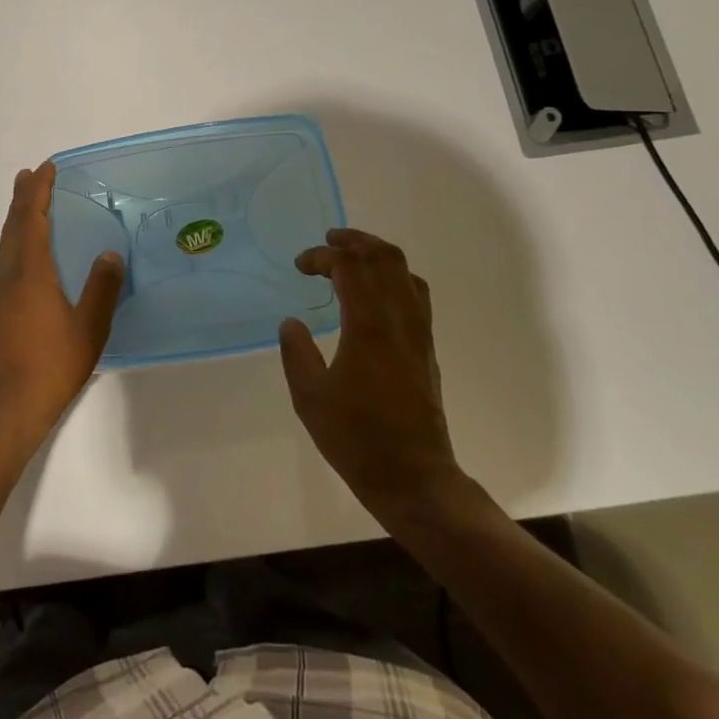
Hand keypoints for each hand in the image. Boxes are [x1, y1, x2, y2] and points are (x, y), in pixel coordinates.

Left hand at [0, 163, 124, 454]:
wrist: (8, 409)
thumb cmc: (52, 366)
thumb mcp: (89, 327)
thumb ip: (102, 288)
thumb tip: (110, 253)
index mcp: (30, 274)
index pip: (32, 220)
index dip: (38, 192)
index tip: (46, 168)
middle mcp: (9, 278)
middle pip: (12, 228)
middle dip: (22, 199)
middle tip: (30, 175)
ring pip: (6, 245)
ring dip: (17, 220)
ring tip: (27, 204)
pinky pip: (7, 262)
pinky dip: (16, 243)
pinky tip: (27, 255)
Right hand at [279, 228, 461, 517]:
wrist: (413, 476)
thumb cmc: (356, 437)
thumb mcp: (309, 397)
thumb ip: (296, 352)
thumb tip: (292, 323)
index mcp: (368, 326)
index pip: (350, 267)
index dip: (323, 256)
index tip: (301, 265)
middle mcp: (399, 320)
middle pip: (385, 258)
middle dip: (355, 241)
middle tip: (328, 241)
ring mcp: (419, 332)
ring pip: (405, 272)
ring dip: (377, 254)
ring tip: (352, 256)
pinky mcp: (426, 347)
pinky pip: (415, 294)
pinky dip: (394, 276)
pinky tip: (376, 291)